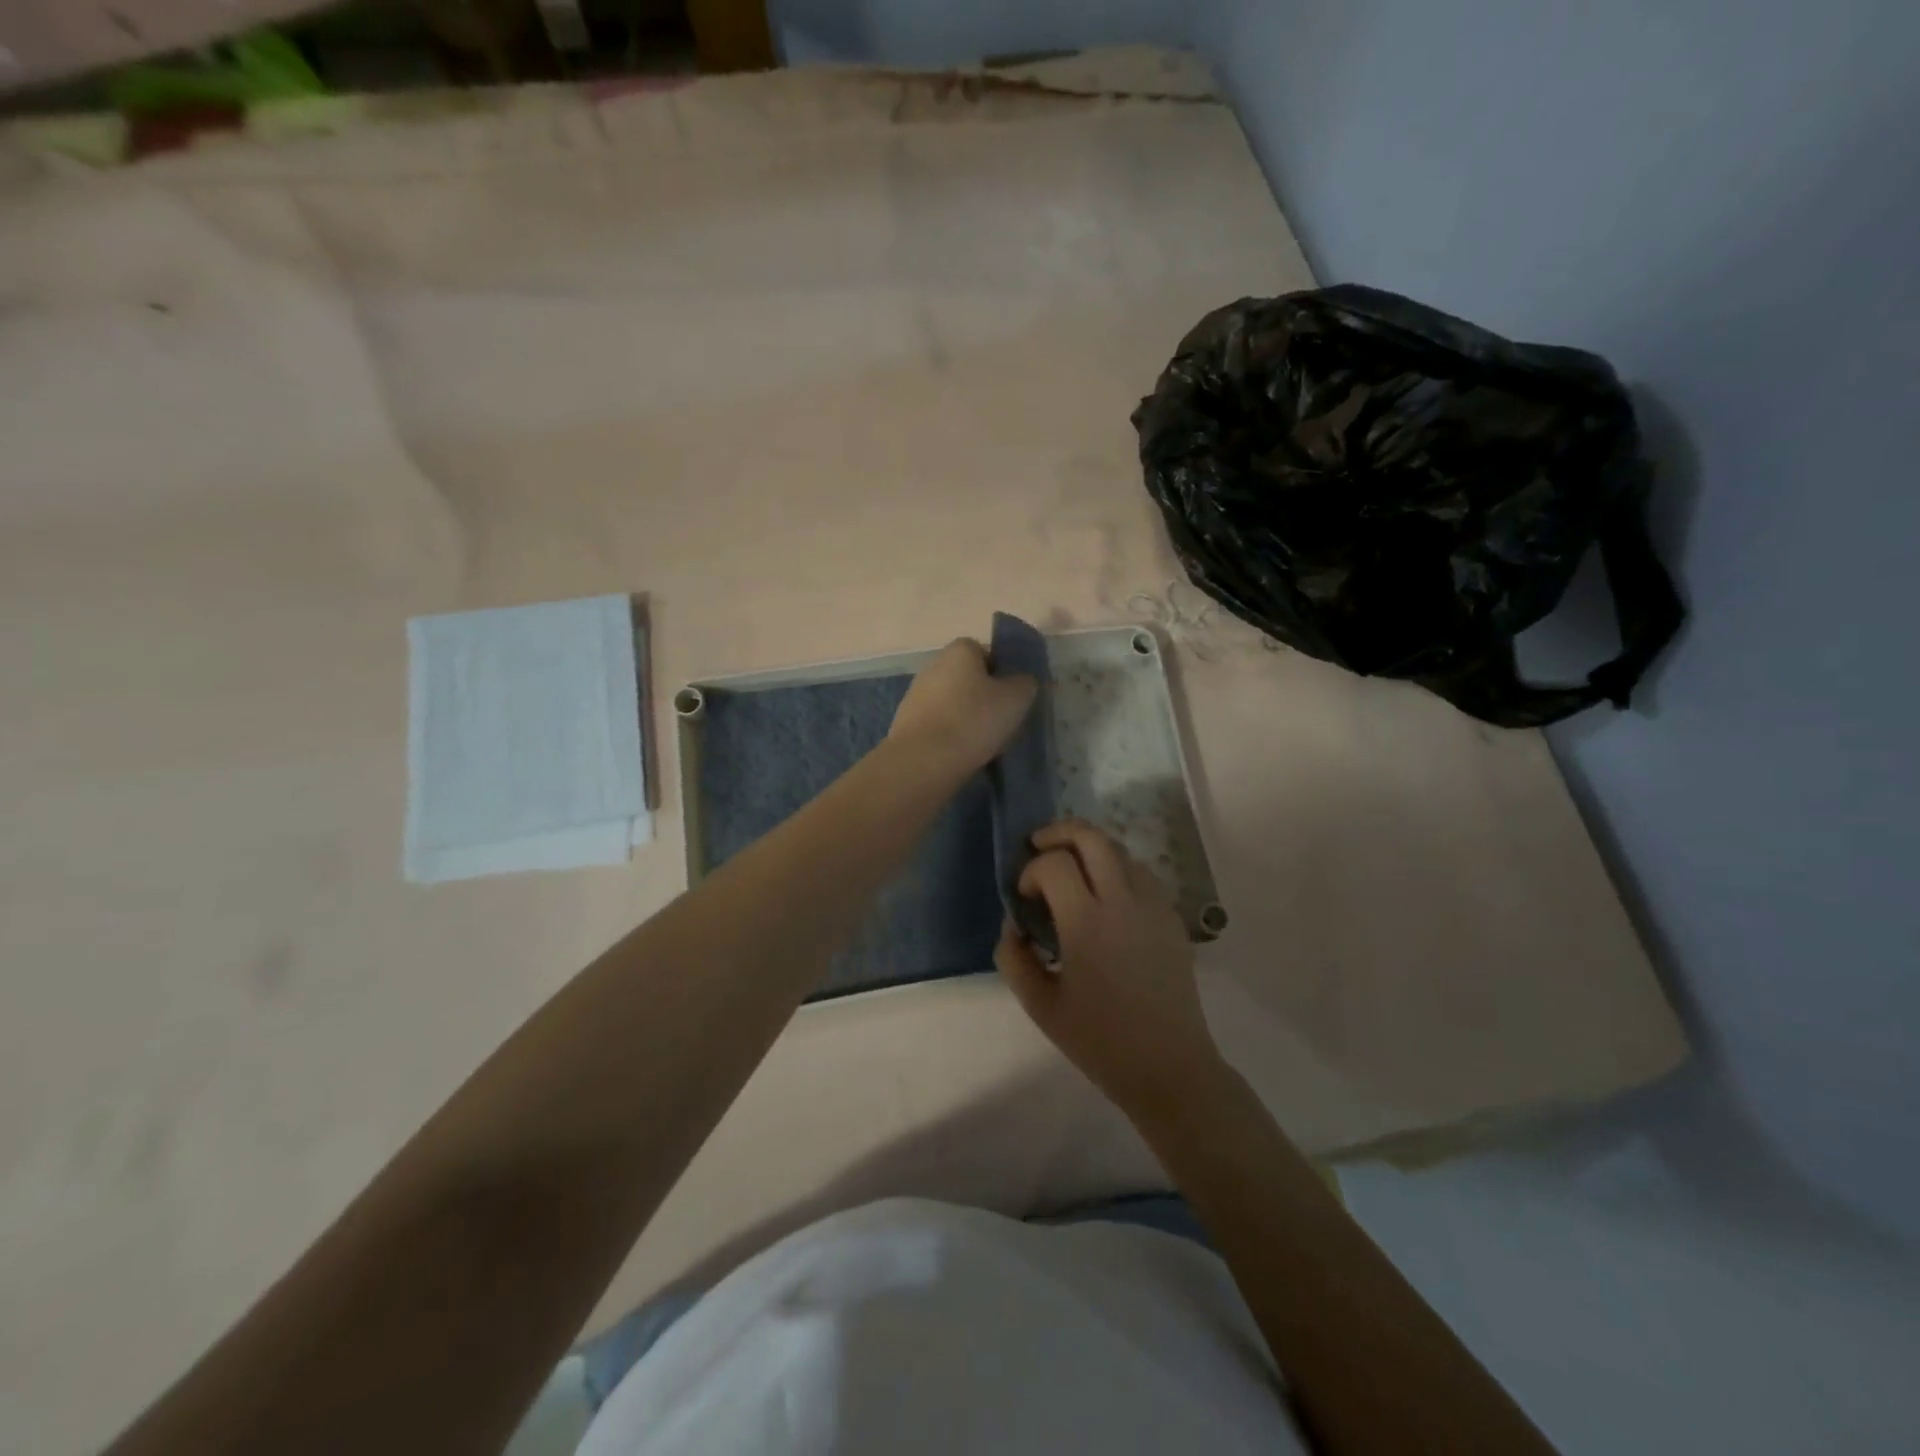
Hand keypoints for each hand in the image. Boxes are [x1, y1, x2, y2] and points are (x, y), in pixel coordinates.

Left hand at [888, 638, 1036, 776]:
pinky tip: (963, 754)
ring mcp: (916, 694)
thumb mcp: (1016, 698)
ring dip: (968, 718)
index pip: (987, 652)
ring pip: (954, 703)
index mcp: (960, 650)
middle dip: (985, 698)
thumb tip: (1021, 682)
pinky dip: (951, 735)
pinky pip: (939, 724)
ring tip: (986, 743)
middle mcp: (934, 665)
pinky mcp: (907, 723)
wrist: (924, 760)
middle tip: (1003, 722)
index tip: (1014, 697)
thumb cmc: (974, 719)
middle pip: (969, 679)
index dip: (1003, 673)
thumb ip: (1025, 684)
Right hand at [995, 821, 1227, 1119]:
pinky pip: (1141, 874)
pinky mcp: (1172, 917)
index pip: (1054, 864)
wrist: (1168, 1066)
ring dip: (1090, 850)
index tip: (1024, 896)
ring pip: (1119, 850)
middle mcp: (1124, 902)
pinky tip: (1105, 898)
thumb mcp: (1040, 1005)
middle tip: (1039, 846)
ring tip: (1072, 872)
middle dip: (1059, 832)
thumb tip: (1014, 924)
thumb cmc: (1100, 1041)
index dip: (1031, 870)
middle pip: (1092, 837)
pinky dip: (1116, 869)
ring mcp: (1154, 906)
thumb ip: (1014, 957)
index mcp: (1088, 923)